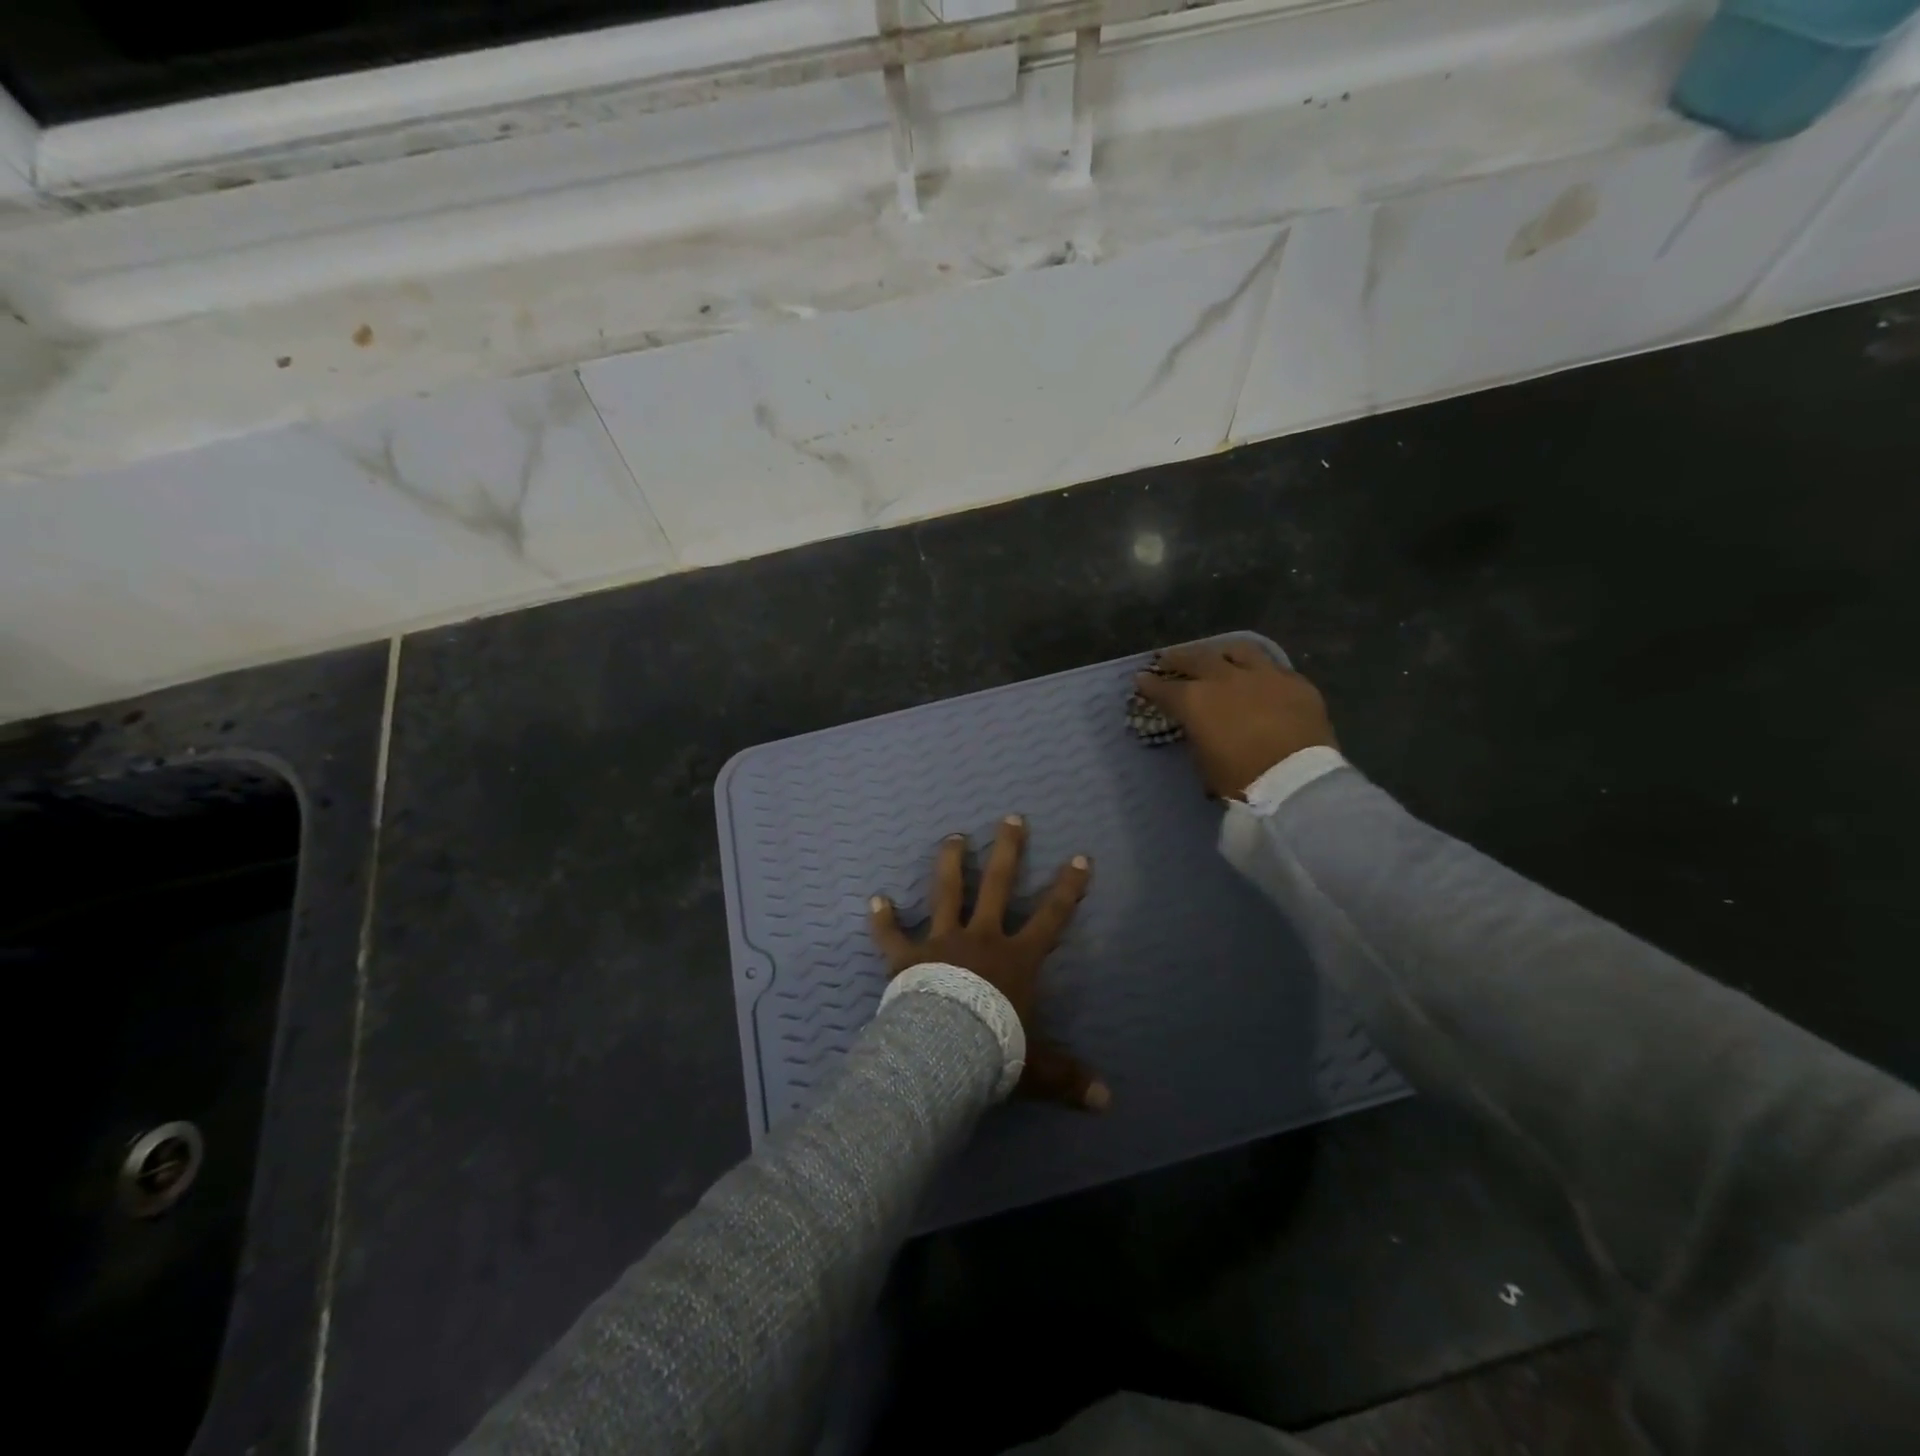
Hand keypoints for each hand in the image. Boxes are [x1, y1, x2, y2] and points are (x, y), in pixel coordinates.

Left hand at [869, 815, 1107, 1110]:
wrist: (943, 1052)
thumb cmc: (993, 1051)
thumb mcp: (1036, 1067)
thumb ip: (1068, 1078)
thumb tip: (1108, 1103)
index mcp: (1016, 959)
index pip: (1051, 916)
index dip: (1068, 887)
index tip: (1079, 857)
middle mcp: (981, 938)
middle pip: (998, 884)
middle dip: (1007, 850)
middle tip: (1011, 818)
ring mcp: (942, 941)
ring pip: (947, 892)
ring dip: (950, 862)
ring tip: (953, 836)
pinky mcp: (907, 956)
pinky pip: (891, 934)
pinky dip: (882, 918)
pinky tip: (875, 899)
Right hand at [1134, 641, 1336, 800]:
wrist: (1297, 781)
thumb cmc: (1241, 781)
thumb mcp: (1205, 763)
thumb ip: (1198, 736)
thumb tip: (1200, 727)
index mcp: (1195, 701)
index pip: (1164, 688)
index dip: (1150, 684)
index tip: (1141, 679)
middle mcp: (1225, 679)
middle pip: (1196, 659)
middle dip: (1178, 658)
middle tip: (1168, 659)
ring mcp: (1263, 675)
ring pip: (1238, 650)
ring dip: (1221, 652)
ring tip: (1216, 656)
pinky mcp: (1295, 682)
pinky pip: (1273, 667)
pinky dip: (1259, 670)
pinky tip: (1259, 676)